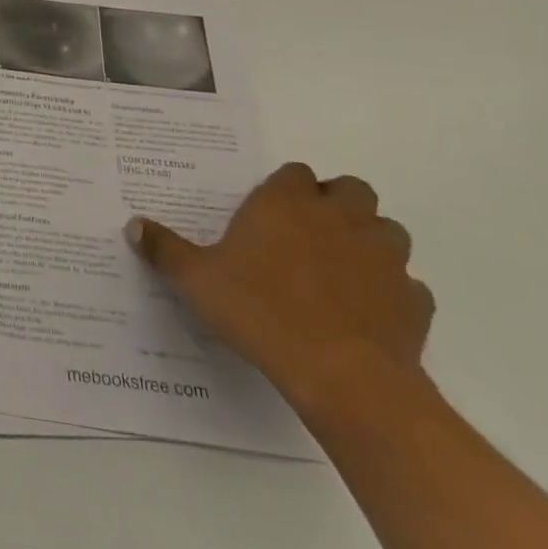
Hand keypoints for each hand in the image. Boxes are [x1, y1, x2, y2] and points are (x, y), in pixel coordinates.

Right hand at [127, 162, 433, 419]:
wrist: (342, 375)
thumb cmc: (260, 310)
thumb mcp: (195, 279)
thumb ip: (164, 249)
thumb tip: (133, 225)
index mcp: (287, 204)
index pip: (294, 173)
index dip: (284, 189)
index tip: (267, 212)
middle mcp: (339, 218)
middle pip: (350, 189)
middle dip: (334, 203)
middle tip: (307, 233)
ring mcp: (384, 257)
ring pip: (386, 231)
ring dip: (368, 241)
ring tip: (339, 270)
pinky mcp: (414, 301)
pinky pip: (407, 285)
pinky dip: (391, 292)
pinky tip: (366, 313)